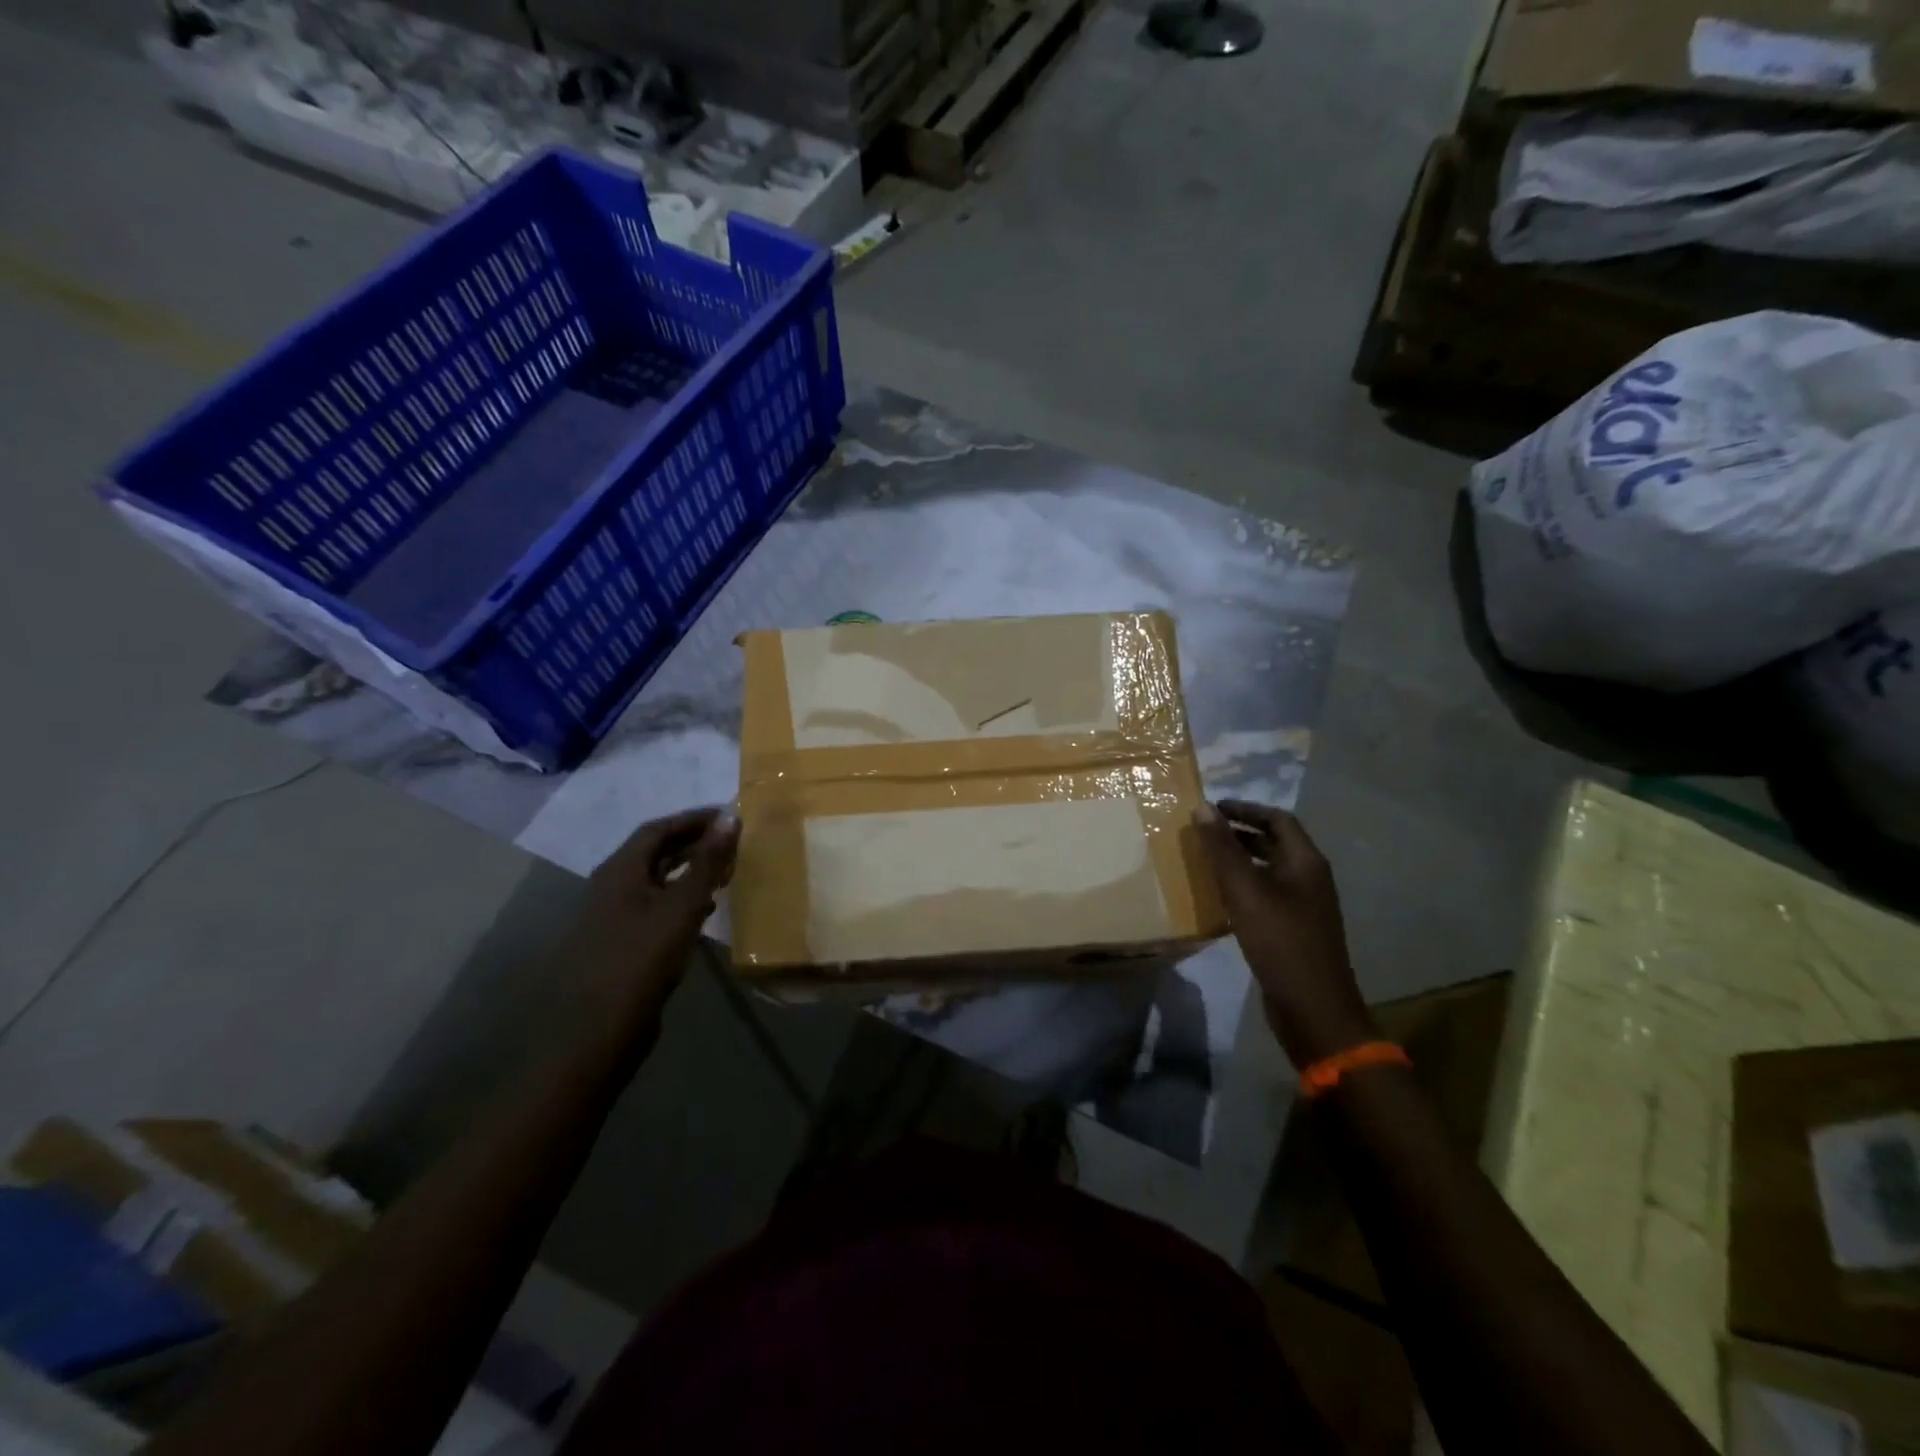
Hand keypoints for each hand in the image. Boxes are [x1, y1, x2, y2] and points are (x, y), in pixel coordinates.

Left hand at [561, 808, 739, 1050]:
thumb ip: (707, 862)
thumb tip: (731, 818)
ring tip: (727, 872)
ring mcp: (616, 916)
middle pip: (656, 852)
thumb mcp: (682, 906)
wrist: (598, 1031)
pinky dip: (683, 898)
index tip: (730, 817)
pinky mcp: (624, 942)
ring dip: (691, 871)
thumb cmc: (641, 959)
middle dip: (694, 843)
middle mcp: (614, 886)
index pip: (659, 828)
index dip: (694, 819)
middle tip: (733, 843)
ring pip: (657, 880)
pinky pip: (657, 906)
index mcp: (621, 870)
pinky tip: (706, 911)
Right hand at [1193, 799, 1377, 1067]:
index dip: (1246, 808)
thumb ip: (1223, 849)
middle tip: (1202, 832)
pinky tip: (1218, 896)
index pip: (1278, 819)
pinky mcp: (1293, 929)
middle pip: (1274, 842)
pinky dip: (1242, 886)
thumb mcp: (1246, 892)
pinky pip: (1265, 894)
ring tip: (1203, 859)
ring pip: (1268, 869)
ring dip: (1239, 859)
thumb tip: (1203, 808)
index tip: (1212, 808)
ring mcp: (1303, 905)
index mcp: (1306, 862)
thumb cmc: (1281, 942)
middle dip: (1239, 832)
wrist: (1313, 1008)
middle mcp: (1309, 878)